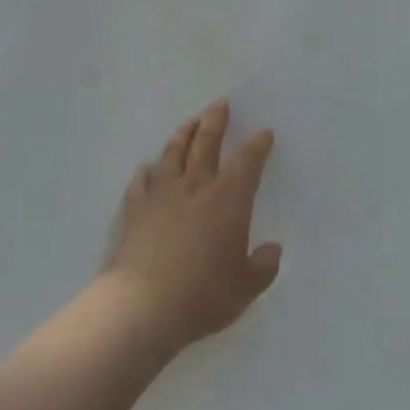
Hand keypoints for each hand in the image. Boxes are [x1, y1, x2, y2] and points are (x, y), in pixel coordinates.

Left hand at [105, 100, 281, 352]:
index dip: (258, 145)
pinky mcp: (136, 210)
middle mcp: (197, 186)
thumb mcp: (245, 288)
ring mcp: (163, 195)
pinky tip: (146, 167)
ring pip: (173, 153)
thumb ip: (263, 267)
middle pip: (207, 142)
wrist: (143, 306)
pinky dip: (146, 172)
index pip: (248, 161)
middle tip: (220, 103)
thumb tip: (273, 250)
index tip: (264, 133)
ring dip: (184, 134)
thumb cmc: (202, 295)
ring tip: (190, 122)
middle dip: (216, 120)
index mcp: (229, 198)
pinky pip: (141, 182)